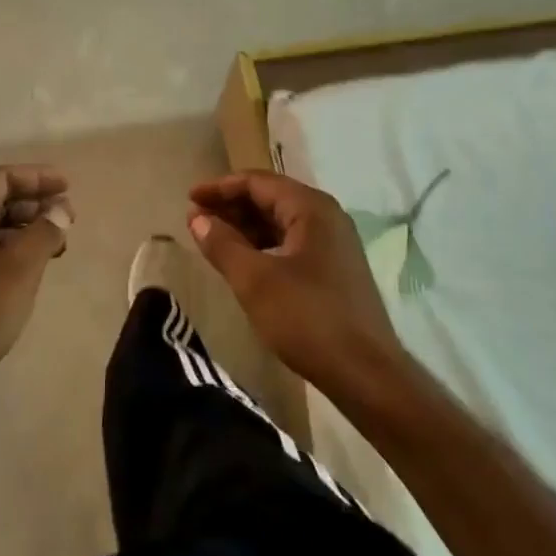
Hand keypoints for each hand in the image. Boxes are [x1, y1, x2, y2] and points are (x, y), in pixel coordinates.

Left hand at [0, 166, 73, 400]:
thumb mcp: (19, 269)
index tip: (68, 187)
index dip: (38, 178)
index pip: (2, 178)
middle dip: (34, 204)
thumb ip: (45, 231)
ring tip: (58, 245)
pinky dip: (12, 251)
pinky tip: (32, 268)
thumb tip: (61, 209)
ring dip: (25, 229)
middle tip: (67, 219)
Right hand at [187, 171, 407, 401]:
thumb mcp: (254, 281)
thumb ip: (223, 245)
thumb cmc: (307, 318)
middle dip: (232, 206)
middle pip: (271, 197)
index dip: (220, 187)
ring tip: (214, 240)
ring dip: (247, 227)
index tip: (189, 198)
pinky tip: (245, 262)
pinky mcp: (336, 268)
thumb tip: (197, 219)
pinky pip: (293, 242)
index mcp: (311, 207)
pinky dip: (265, 245)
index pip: (258, 182)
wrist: (365, 373)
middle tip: (196, 220)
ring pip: (282, 221)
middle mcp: (327, 216)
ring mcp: (335, 242)